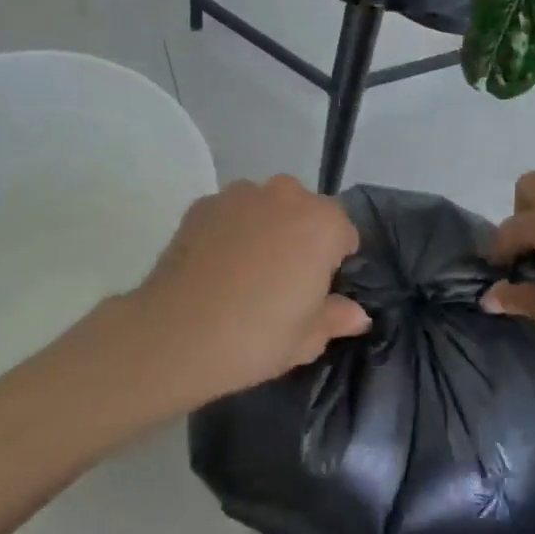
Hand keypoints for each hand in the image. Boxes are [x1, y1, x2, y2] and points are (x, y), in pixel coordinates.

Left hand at [116, 176, 368, 411]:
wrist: (176, 333)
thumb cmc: (256, 337)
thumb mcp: (307, 339)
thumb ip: (336, 317)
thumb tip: (357, 314)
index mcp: (322, 224)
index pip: (344, 232)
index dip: (334, 261)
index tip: (318, 289)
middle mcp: (285, 196)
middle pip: (305, 211)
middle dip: (301, 236)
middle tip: (283, 281)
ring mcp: (240, 195)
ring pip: (266, 207)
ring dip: (265, 228)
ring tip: (245, 271)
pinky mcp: (203, 204)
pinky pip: (230, 213)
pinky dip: (230, 230)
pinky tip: (216, 266)